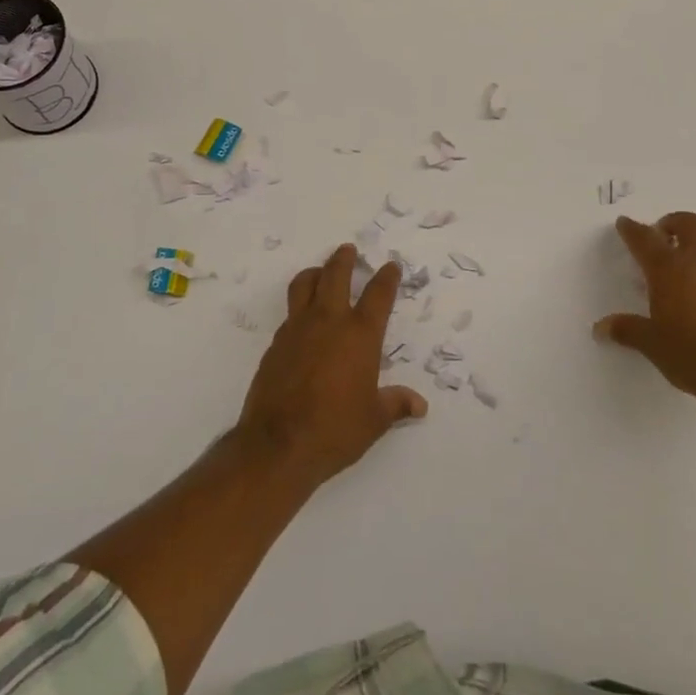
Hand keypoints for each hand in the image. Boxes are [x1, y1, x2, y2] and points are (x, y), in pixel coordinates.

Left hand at [235, 245, 426, 489]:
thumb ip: (396, 404)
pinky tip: (303, 320)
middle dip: (344, 259)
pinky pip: (290, 314)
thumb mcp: (374, 420)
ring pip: (305, 285)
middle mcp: (329, 322)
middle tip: (348, 249)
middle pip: (336, 275)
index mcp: (360, 335)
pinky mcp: (276, 343)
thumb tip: (420, 405)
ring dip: (315, 273)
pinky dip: (299, 307)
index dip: (387, 277)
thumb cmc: (335, 429)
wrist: (278, 444)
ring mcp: (298, 329)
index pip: (378, 295)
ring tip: (320, 272)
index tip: (391, 266)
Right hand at [596, 212, 695, 411]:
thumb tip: (600, 328)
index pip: (645, 239)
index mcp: (669, 270)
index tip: (624, 223)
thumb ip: (627, 331)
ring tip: (692, 262)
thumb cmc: (695, 356)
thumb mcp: (653, 346)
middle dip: (673, 223)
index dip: (632, 229)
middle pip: (689, 224)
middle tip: (663, 235)